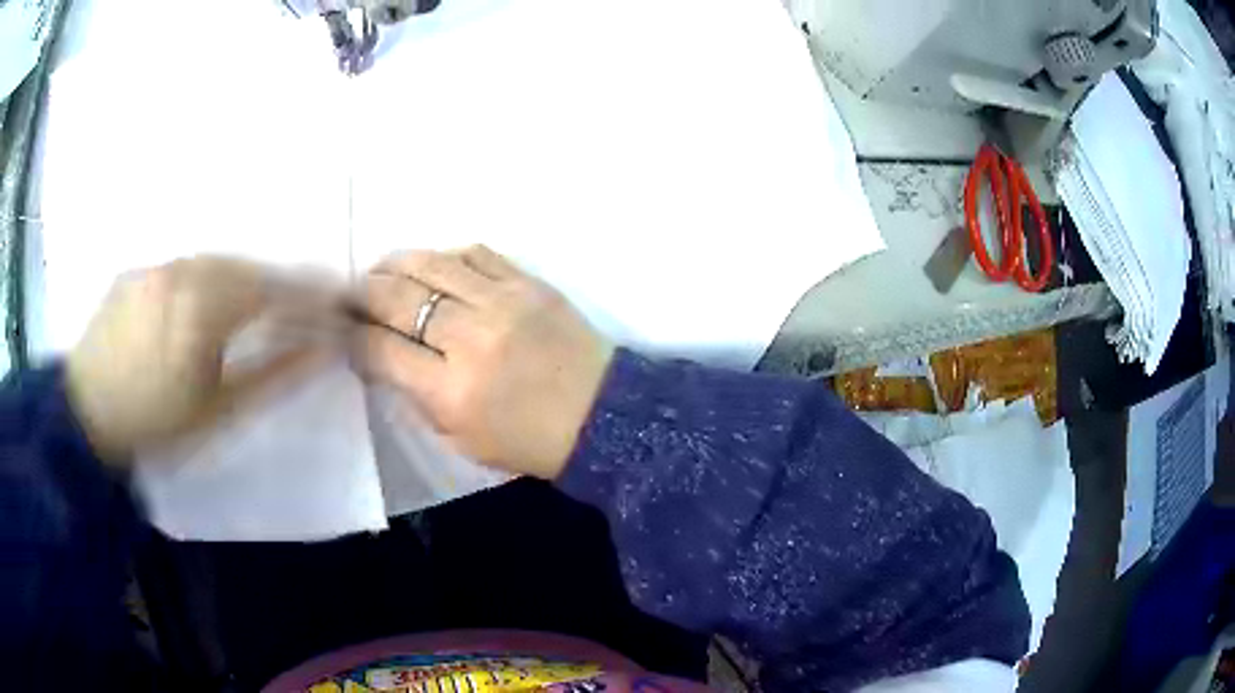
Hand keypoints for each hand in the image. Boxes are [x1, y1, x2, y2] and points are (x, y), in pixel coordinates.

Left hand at [67, 257, 325, 464]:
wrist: (84, 419)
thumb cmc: (154, 425)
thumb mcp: (218, 412)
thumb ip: (272, 377)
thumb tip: (321, 351)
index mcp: (204, 307)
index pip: (272, 289)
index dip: (308, 295)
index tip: (335, 304)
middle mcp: (181, 272)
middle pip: (244, 268)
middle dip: (277, 284)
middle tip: (299, 304)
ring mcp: (154, 268)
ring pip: (211, 263)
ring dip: (240, 279)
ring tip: (254, 303)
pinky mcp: (134, 273)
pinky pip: (180, 268)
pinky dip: (203, 279)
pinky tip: (202, 303)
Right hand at [358, 245, 613, 478]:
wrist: (600, 414)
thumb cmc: (527, 440)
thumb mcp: (459, 439)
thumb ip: (414, 395)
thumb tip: (379, 354)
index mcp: (451, 391)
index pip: (380, 349)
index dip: (354, 336)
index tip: (345, 330)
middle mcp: (471, 338)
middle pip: (398, 298)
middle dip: (364, 293)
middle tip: (351, 294)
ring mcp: (502, 301)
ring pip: (431, 265)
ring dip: (396, 265)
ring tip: (381, 271)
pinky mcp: (528, 282)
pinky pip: (475, 253)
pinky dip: (445, 256)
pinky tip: (433, 266)